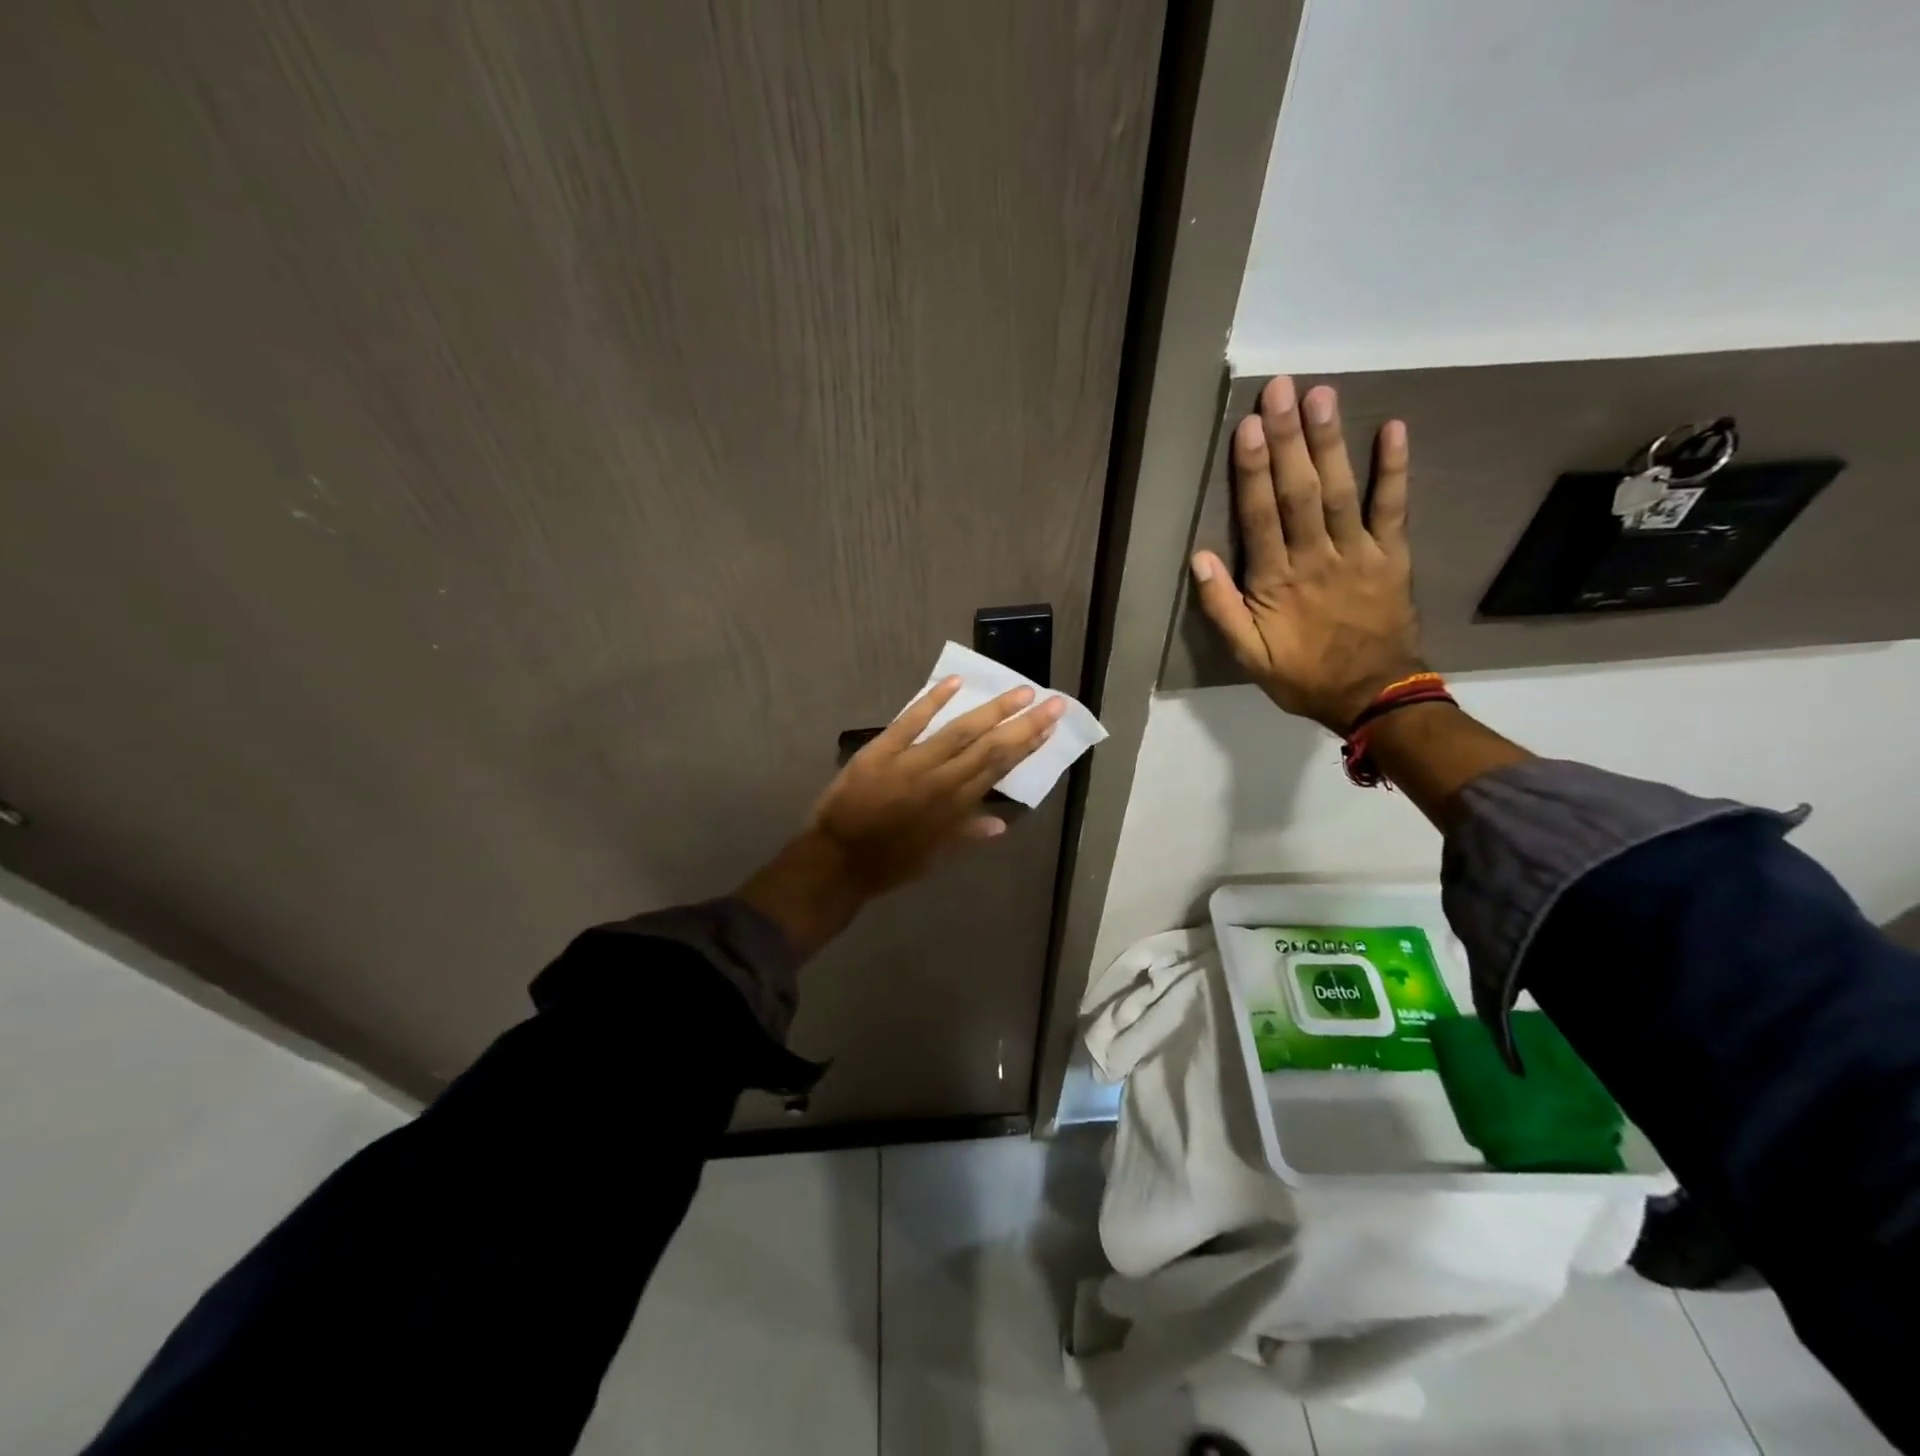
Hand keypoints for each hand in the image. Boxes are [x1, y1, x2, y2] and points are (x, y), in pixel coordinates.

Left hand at [737, 677, 1063, 956]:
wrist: (838, 862)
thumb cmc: (889, 863)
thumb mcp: (935, 856)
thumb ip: (967, 834)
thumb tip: (1002, 824)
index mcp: (956, 807)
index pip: (998, 768)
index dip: (1026, 745)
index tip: (1049, 725)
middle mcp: (941, 782)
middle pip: (989, 747)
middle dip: (1023, 723)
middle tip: (1051, 701)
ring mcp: (911, 764)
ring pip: (959, 732)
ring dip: (992, 710)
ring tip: (1020, 691)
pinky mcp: (880, 752)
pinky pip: (909, 722)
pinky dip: (932, 701)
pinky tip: (955, 683)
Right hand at [1189, 376, 1422, 731]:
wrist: (1372, 696)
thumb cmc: (1302, 676)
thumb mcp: (1248, 656)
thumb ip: (1223, 608)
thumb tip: (1199, 558)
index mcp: (1276, 582)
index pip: (1261, 517)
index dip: (1253, 471)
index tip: (1247, 427)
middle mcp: (1316, 559)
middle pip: (1299, 492)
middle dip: (1288, 440)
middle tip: (1282, 389)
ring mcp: (1359, 554)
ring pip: (1342, 491)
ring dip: (1331, 443)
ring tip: (1323, 395)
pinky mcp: (1392, 556)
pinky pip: (1394, 508)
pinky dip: (1395, 469)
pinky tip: (1392, 428)